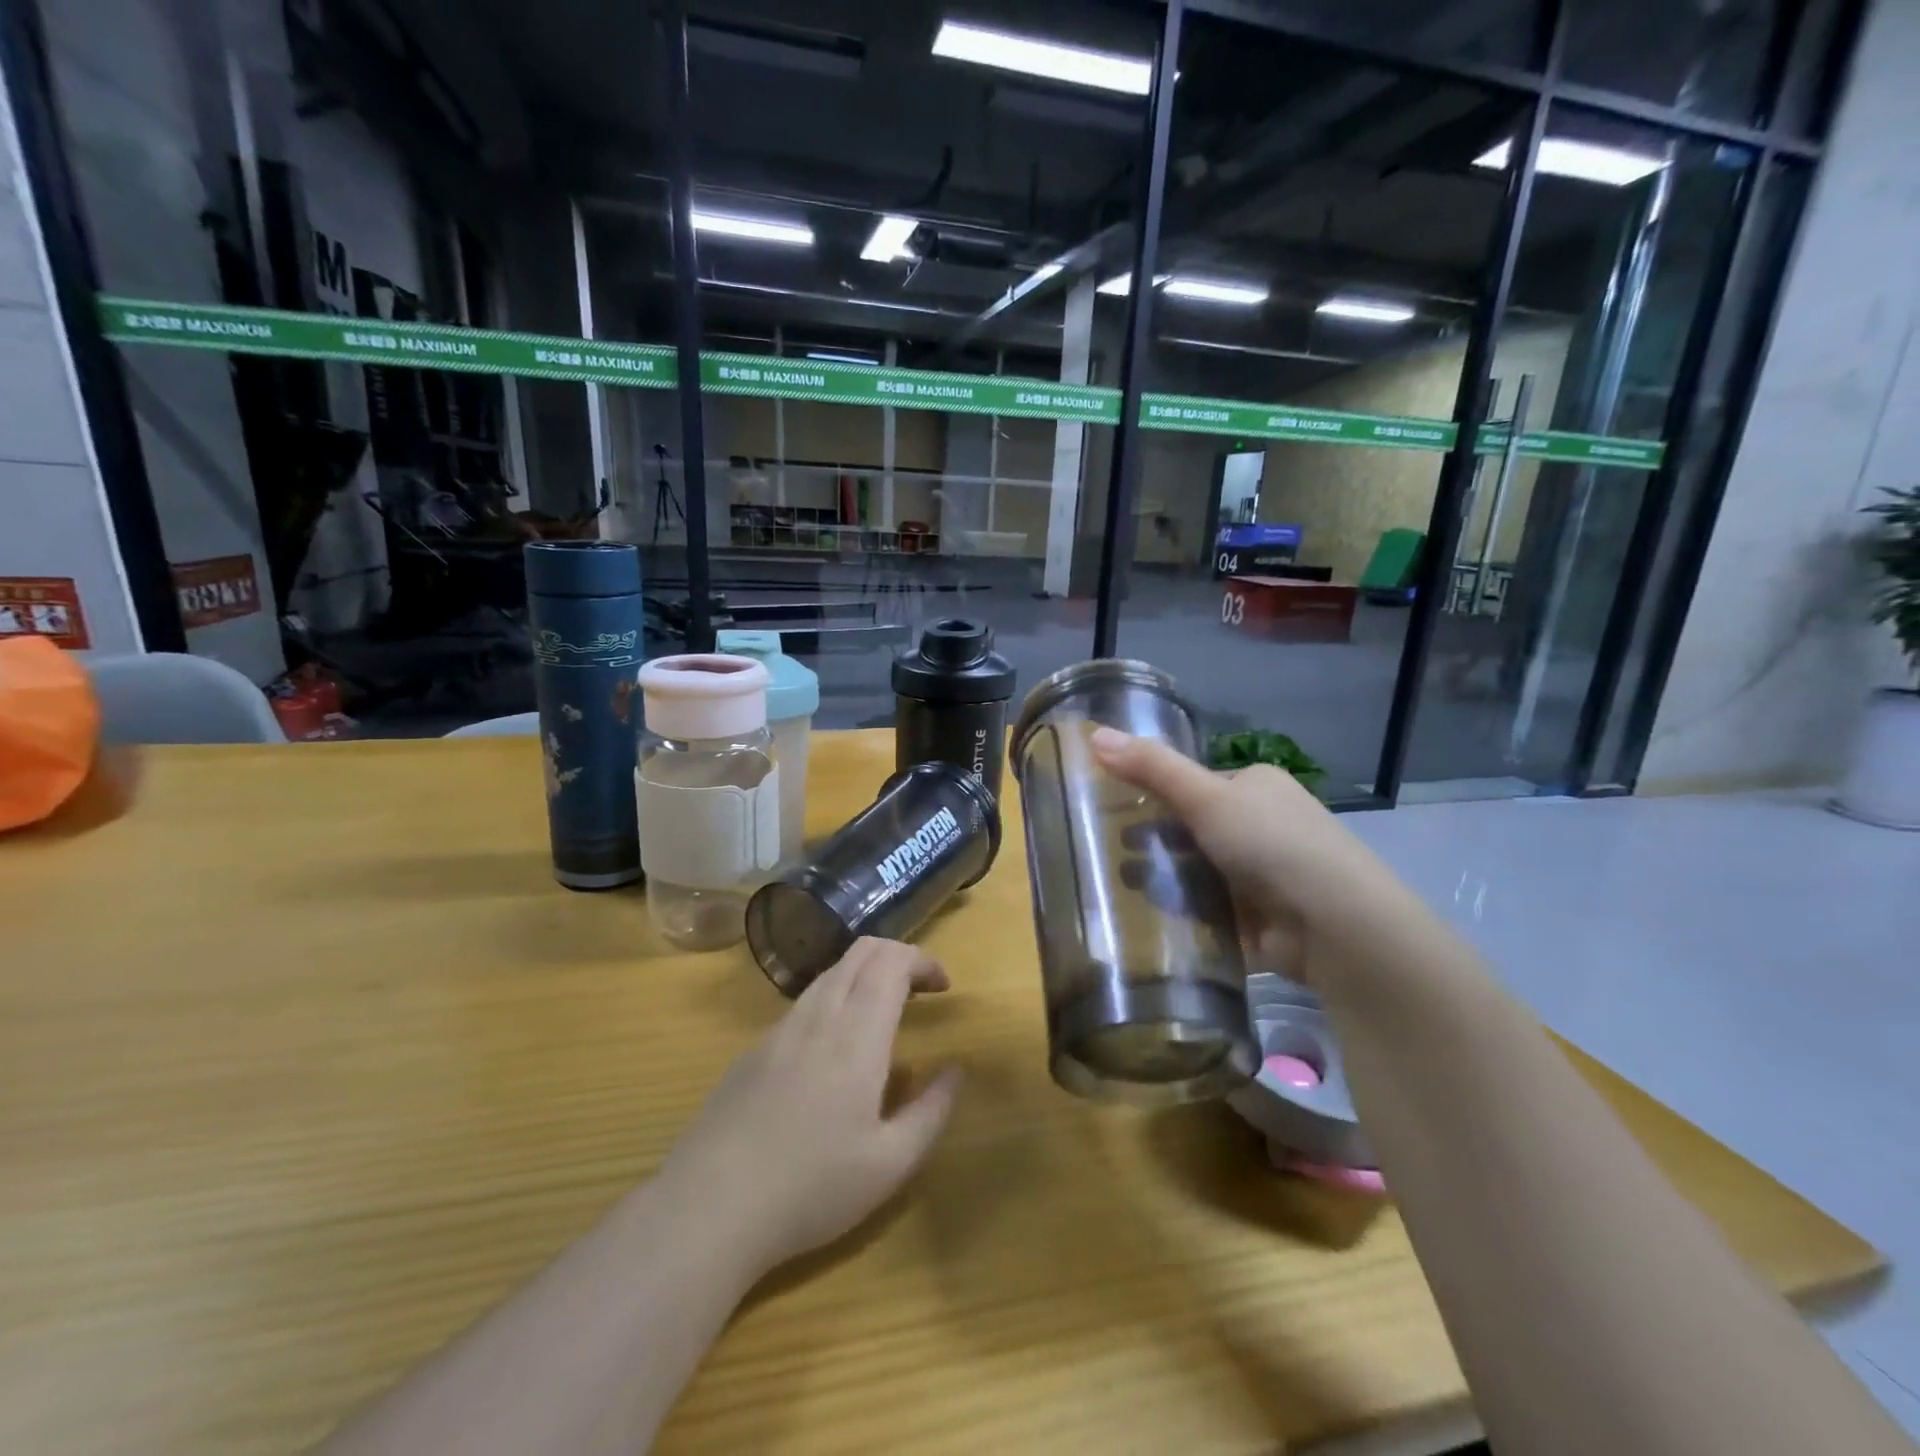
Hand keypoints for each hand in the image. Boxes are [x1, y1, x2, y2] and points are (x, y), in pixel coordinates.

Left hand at [659, 938, 961, 1281]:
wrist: (708, 1208)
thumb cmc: (811, 1188)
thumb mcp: (891, 1164)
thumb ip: (933, 1111)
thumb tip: (956, 1070)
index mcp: (857, 1034)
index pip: (892, 961)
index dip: (922, 960)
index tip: (943, 986)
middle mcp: (819, 1016)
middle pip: (861, 952)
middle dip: (898, 956)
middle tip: (920, 991)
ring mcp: (780, 1029)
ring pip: (830, 973)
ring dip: (865, 975)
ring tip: (883, 1016)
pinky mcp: (754, 1049)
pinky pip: (804, 1002)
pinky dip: (835, 998)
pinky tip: (835, 1051)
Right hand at [1089, 726, 1413, 973]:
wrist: (1336, 927)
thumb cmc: (1272, 845)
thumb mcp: (1206, 796)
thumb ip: (1151, 767)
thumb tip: (1095, 734)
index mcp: (1256, 786)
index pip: (1193, 784)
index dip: (1152, 792)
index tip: (1110, 806)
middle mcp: (1262, 824)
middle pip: (1192, 827)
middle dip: (1152, 838)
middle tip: (1109, 849)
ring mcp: (1262, 873)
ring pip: (1197, 868)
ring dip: (1163, 874)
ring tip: (1123, 883)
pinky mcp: (1258, 917)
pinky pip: (1208, 907)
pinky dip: (1182, 908)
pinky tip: (1148, 914)